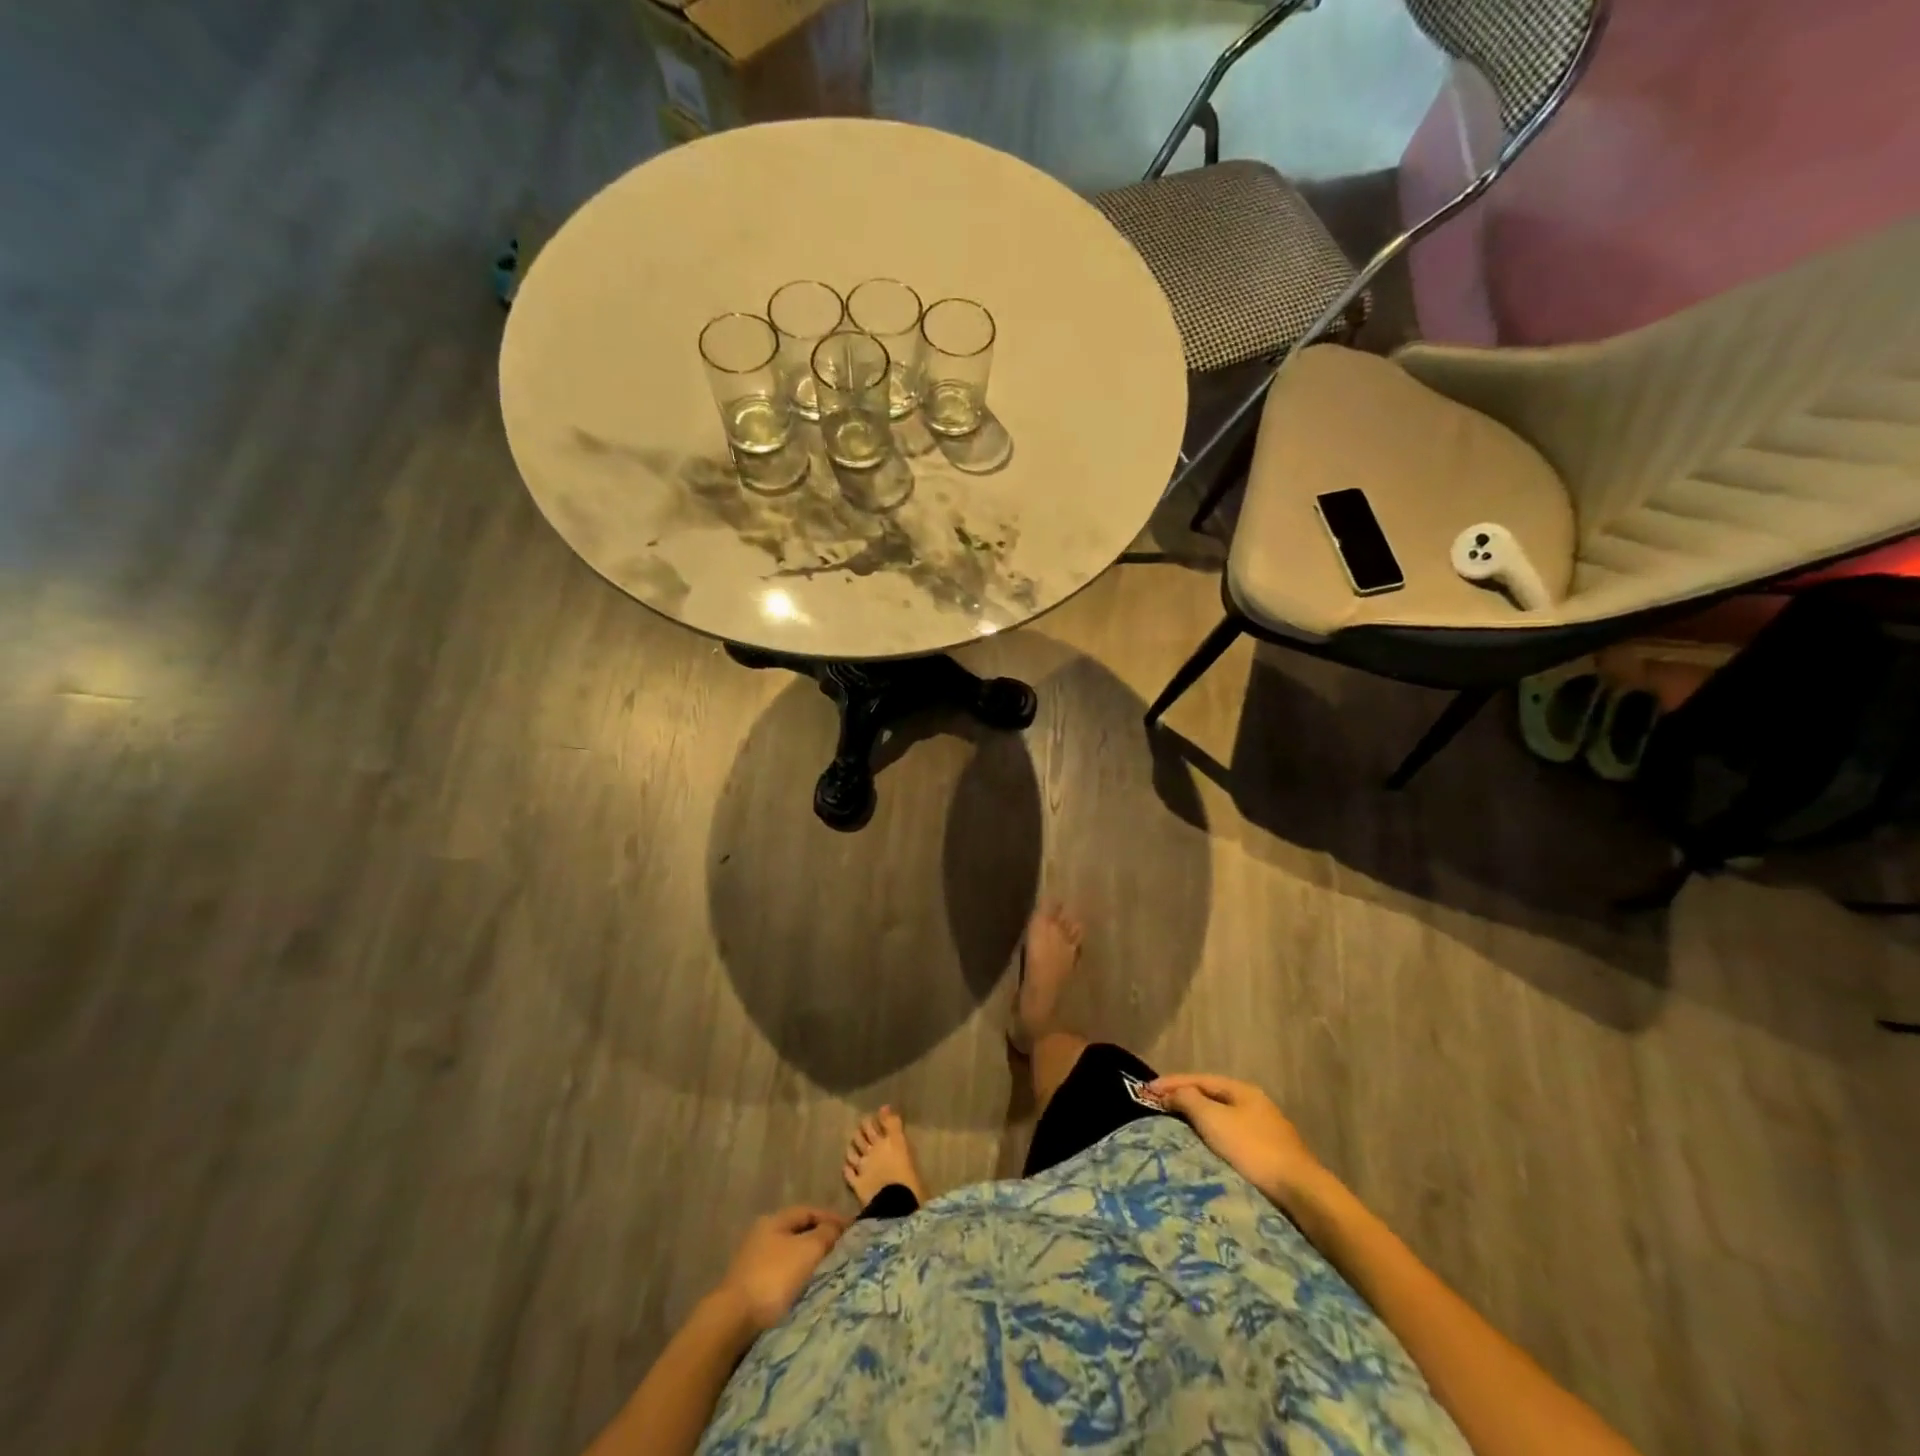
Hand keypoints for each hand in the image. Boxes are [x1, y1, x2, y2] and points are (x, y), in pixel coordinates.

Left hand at [714, 1206, 848, 1334]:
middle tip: (844, 1253)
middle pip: (799, 1234)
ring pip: (791, 1257)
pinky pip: (782, 1278)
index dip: (832, 1218)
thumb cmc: (774, 1278)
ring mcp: (753, 1264)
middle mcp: (762, 1236)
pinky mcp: (751, 1290)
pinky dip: (798, 1280)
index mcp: (774, 1220)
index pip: (809, 1211)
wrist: (733, 1323)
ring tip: (830, 1274)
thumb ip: (826, 1233)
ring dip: (810, 1263)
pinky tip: (808, 1292)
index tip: (853, 1231)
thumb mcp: (808, 1250)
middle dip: (822, 1241)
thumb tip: (836, 1228)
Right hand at [1148, 1073, 1324, 1208]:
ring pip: (1222, 1118)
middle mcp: (1254, 1104)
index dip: (1171, 1083)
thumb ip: (1189, 1100)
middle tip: (1158, 1107)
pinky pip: (1231, 1138)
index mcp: (1242, 1090)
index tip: (1145, 1090)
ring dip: (1198, 1120)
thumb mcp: (1214, 1119)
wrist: (1300, 1193)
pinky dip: (1212, 1137)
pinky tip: (1204, 1149)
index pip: (1199, 1079)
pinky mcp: (1269, 1156)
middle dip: (1184, 1099)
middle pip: (1211, 1097)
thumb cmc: (1252, 1149)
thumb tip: (1172, 1091)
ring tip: (1175, 1128)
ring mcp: (1265, 1130)